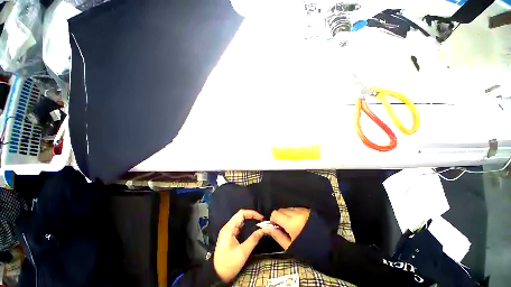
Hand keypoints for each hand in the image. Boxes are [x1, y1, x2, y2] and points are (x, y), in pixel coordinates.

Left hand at [213, 209, 266, 282]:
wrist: (217, 275)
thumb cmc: (228, 264)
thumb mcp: (243, 252)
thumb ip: (253, 239)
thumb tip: (263, 230)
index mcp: (229, 228)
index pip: (241, 214)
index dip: (252, 213)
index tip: (261, 218)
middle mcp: (228, 227)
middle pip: (241, 216)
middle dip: (251, 216)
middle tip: (261, 220)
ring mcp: (228, 231)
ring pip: (240, 220)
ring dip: (249, 220)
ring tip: (258, 223)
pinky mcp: (230, 236)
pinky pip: (239, 226)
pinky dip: (246, 225)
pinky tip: (252, 228)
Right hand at [266, 208, 310, 249]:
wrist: (329, 248)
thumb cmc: (308, 250)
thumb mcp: (290, 247)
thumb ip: (277, 235)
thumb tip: (266, 227)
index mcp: (292, 223)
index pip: (275, 213)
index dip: (273, 220)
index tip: (276, 227)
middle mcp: (297, 213)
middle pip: (281, 209)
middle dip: (280, 217)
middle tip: (284, 227)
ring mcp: (303, 210)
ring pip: (288, 208)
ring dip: (287, 215)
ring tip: (292, 225)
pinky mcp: (308, 210)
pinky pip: (296, 208)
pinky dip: (294, 214)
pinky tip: (299, 222)